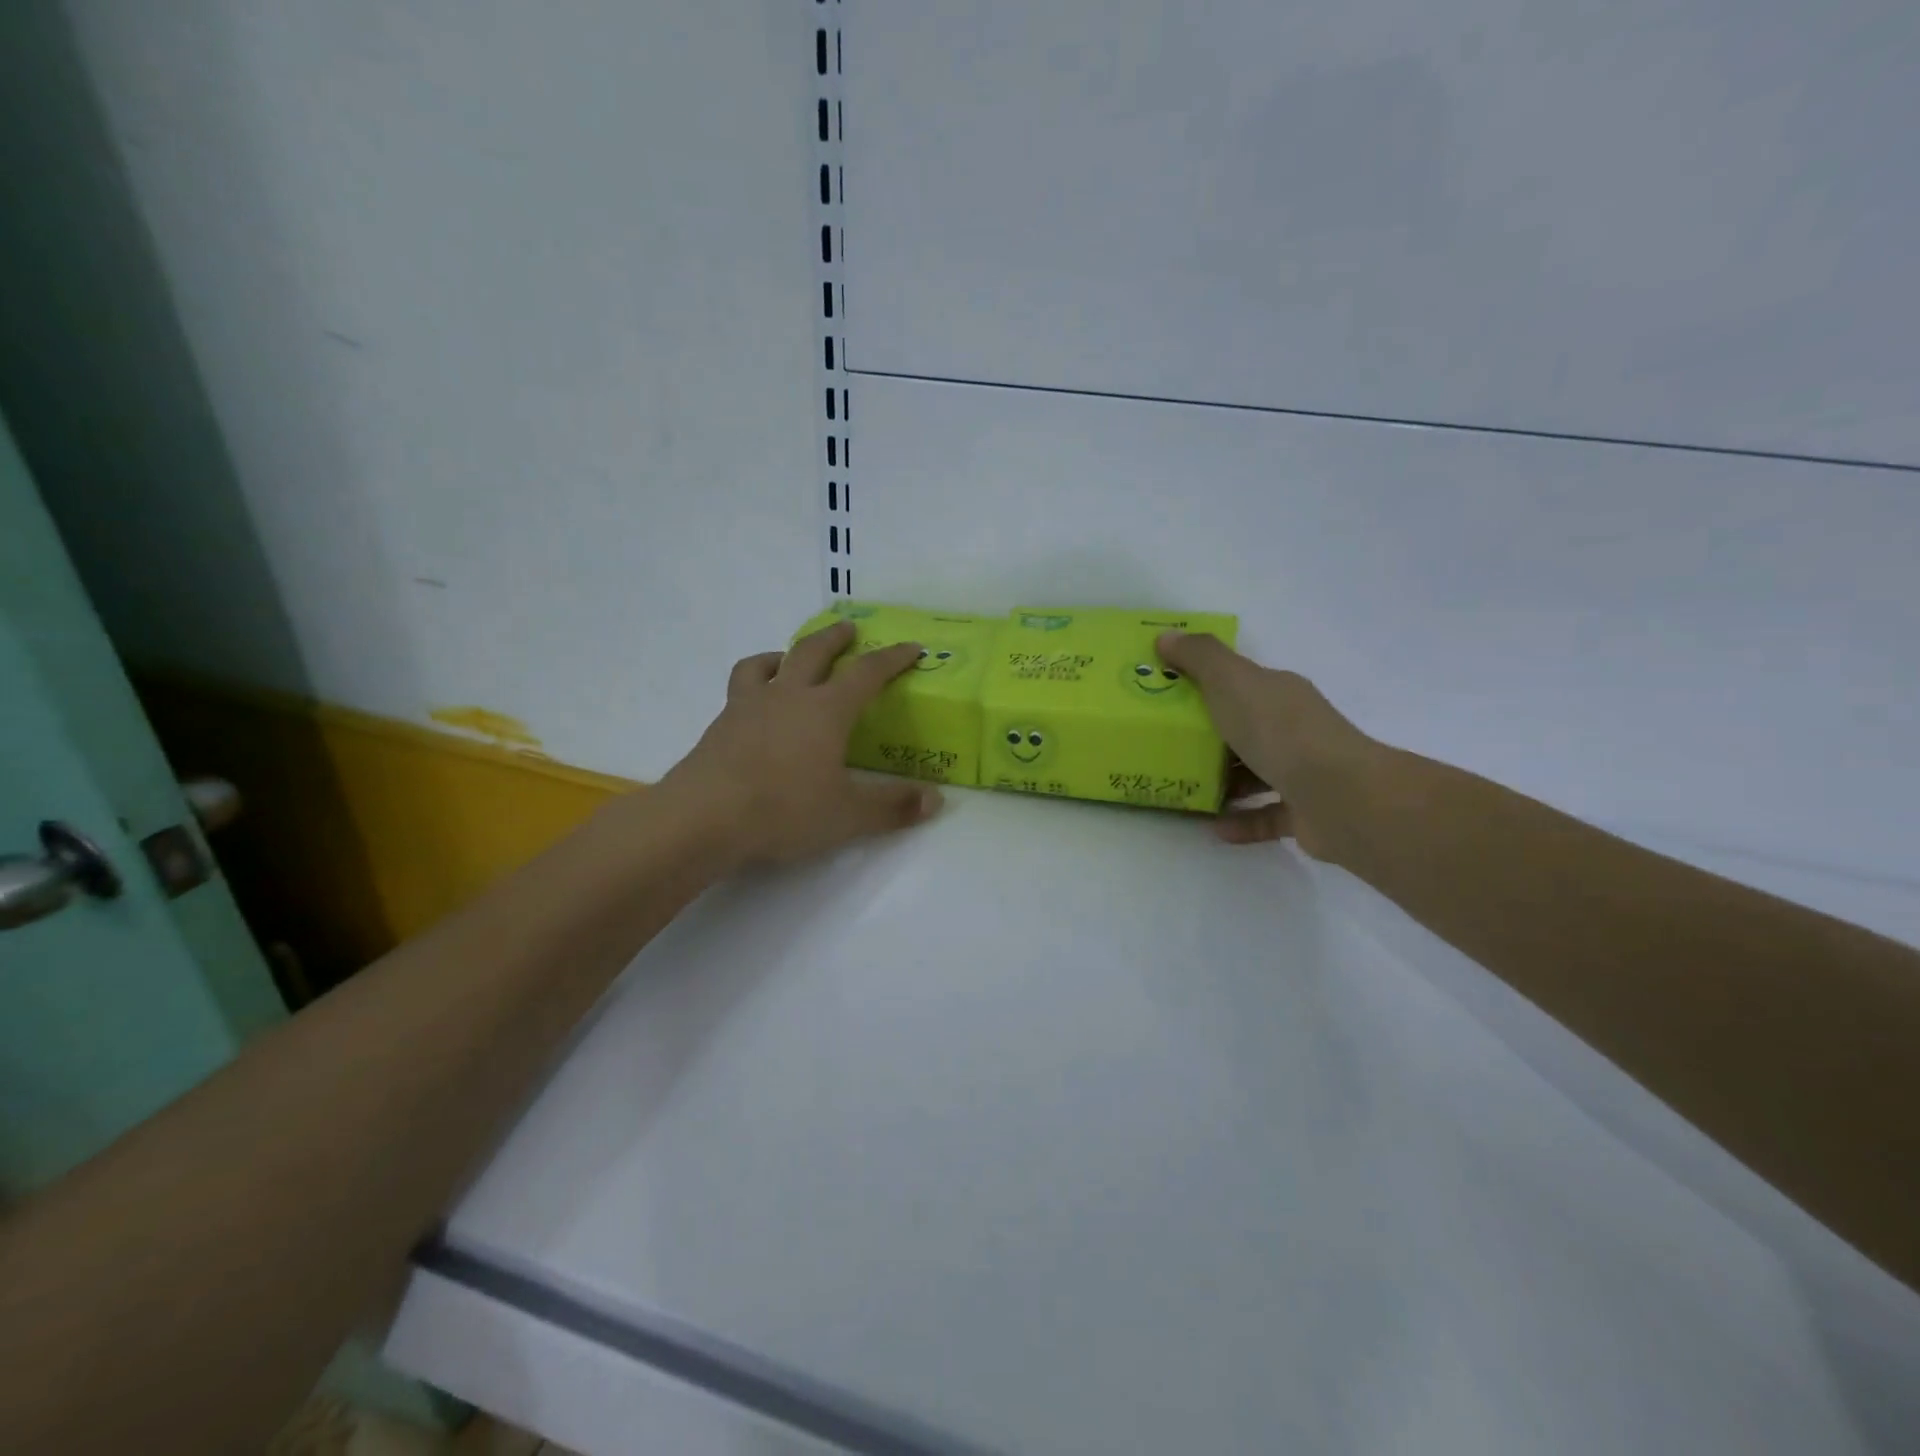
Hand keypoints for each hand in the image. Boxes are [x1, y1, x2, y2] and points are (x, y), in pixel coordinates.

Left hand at [660, 619, 942, 865]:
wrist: (704, 817)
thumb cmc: (784, 809)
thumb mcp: (848, 815)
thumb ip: (893, 806)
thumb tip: (936, 800)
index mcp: (826, 710)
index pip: (867, 673)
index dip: (892, 658)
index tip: (911, 647)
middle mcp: (788, 696)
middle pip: (812, 652)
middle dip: (834, 638)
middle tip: (848, 629)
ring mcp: (748, 707)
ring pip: (766, 664)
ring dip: (784, 655)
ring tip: (789, 659)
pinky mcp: (720, 725)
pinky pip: (739, 690)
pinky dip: (753, 684)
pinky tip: (754, 704)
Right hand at [1156, 631, 1378, 857]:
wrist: (1339, 796)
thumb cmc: (1280, 732)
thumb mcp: (1232, 682)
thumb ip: (1199, 657)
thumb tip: (1166, 634)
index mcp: (1278, 693)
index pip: (1240, 683)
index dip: (1205, 685)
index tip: (1168, 695)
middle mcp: (1294, 728)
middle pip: (1246, 728)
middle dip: (1209, 737)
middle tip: (1166, 746)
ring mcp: (1303, 771)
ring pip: (1257, 773)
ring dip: (1223, 781)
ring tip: (1185, 788)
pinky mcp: (1304, 813)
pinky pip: (1266, 815)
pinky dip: (1241, 820)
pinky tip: (1213, 826)